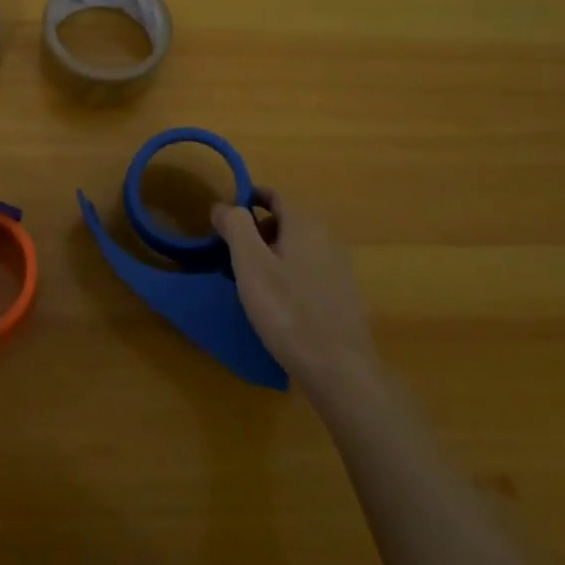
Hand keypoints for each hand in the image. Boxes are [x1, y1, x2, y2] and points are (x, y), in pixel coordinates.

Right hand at [213, 189, 379, 405]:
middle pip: (284, 220)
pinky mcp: (341, 293)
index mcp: (305, 223)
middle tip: (230, 256)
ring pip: (295, 246)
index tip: (222, 222)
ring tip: (248, 282)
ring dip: (269, 255)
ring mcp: (338, 266)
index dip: (245, 201)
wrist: (339, 369)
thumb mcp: (251, 265)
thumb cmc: (288, 311)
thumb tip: (224, 206)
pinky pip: (307, 269)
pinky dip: (286, 274)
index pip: (273, 195)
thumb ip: (236, 227)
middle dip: (255, 231)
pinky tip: (275, 303)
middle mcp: (326, 236)